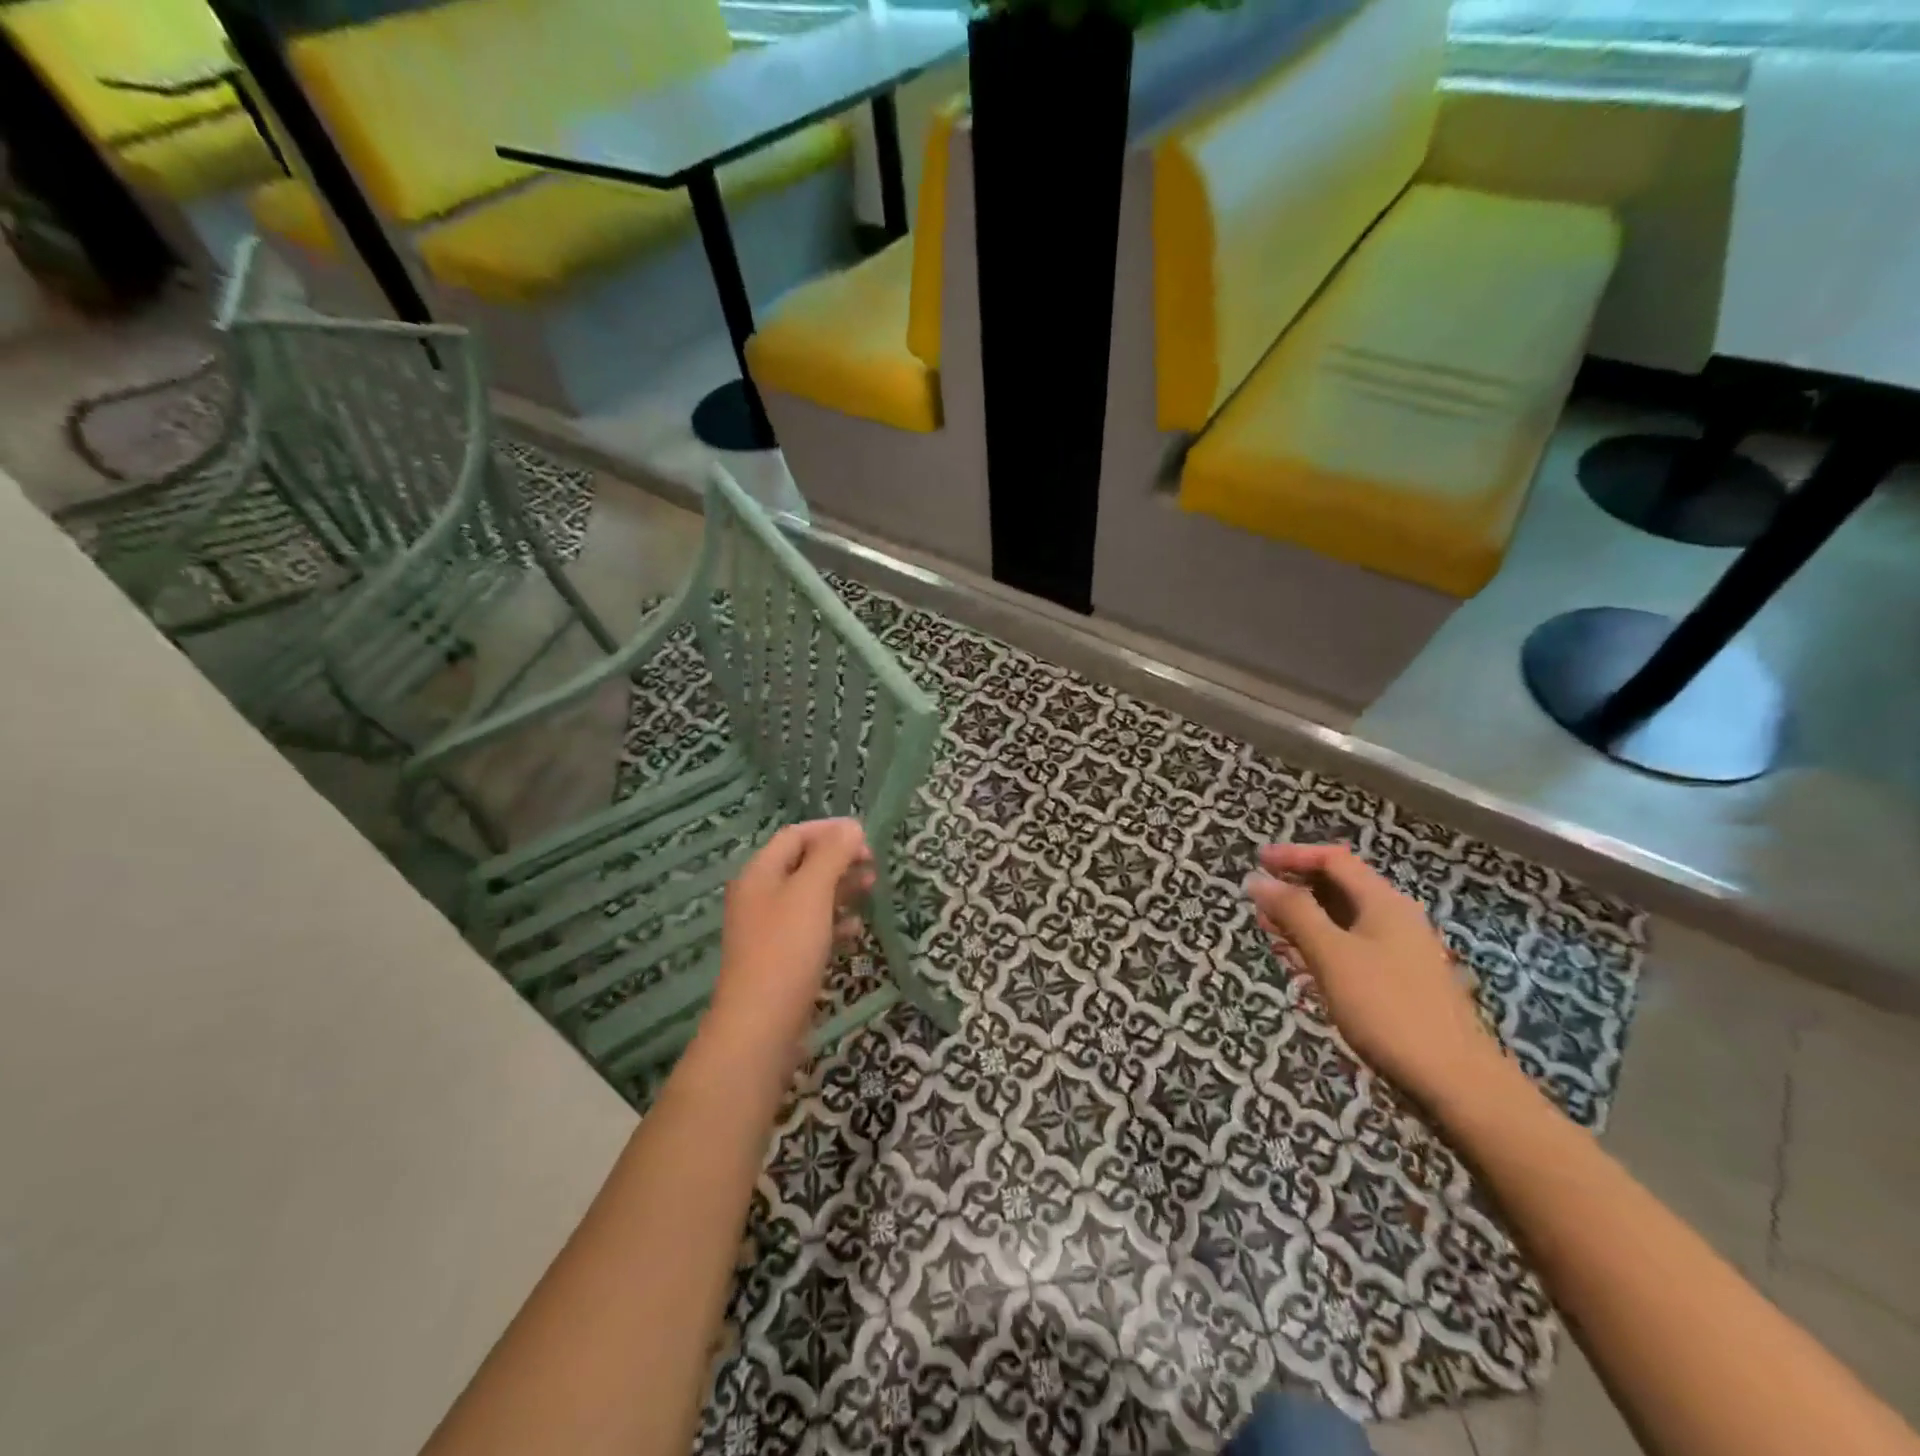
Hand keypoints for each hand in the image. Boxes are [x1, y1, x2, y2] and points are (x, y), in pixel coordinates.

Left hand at [703, 819, 873, 1069]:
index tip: (866, 836)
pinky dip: (835, 921)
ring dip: (841, 888)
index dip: (830, 830)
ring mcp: (769, 929)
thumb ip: (832, 855)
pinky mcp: (782, 958)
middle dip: (839, 859)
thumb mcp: (811, 893)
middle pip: (803, 864)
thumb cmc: (786, 949)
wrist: (761, 1025)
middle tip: (873, 863)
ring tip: (872, 889)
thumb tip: (851, 827)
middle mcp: (760, 896)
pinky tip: (856, 929)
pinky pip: (811, 927)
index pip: (795, 835)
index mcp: (759, 873)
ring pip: (810, 896)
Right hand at [1245, 843, 1511, 1109]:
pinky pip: (1351, 950)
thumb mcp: (1331, 954)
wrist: (1455, 1080)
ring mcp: (1398, 951)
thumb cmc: (1387, 1007)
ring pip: (1342, 921)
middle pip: (1338, 888)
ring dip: (1304, 922)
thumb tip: (1258, 879)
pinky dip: (1321, 949)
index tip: (1256, 862)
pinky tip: (1302, 968)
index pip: (1333, 860)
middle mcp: (1393, 918)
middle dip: (1295, 891)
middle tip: (1259, 905)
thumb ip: (1294, 912)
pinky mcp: (1397, 982)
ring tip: (1272, 935)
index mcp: (1383, 902)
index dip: (1293, 855)